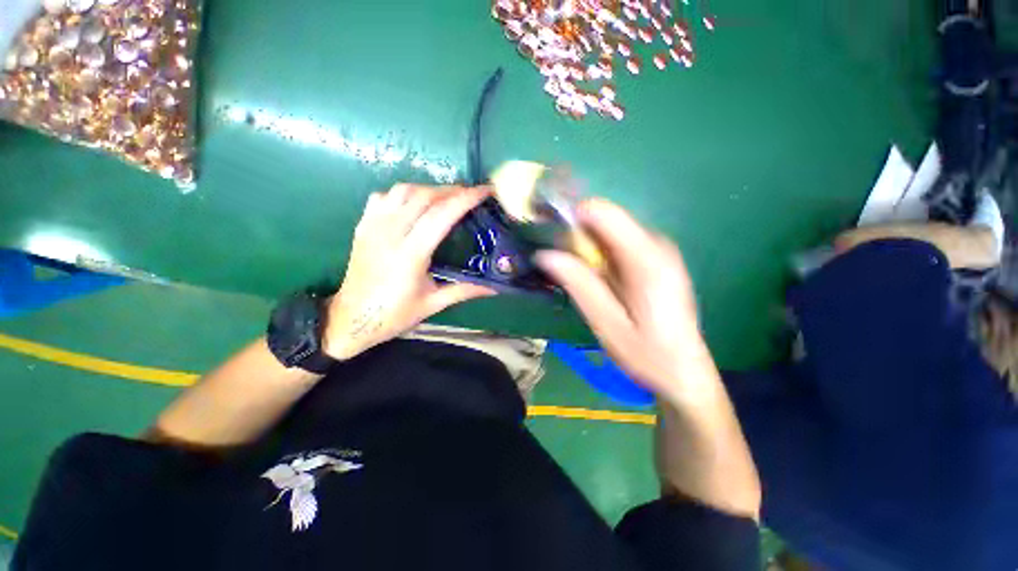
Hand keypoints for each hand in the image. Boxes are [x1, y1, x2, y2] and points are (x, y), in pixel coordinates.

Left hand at [323, 184, 496, 359]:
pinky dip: (404, 194)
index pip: (441, 215)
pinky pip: (384, 196)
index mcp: (410, 254)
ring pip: (403, 191)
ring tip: (446, 197)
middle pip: (424, 196)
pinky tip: (415, 204)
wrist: (350, 318)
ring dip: (429, 189)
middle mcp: (390, 233)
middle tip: (470, 194)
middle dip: (451, 190)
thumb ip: (465, 290)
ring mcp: (373, 226)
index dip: (465, 199)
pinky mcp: (363, 226)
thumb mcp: (433, 304)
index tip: (484, 191)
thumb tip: (495, 287)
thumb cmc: (394, 314)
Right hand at [536, 199, 709, 401]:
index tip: (550, 239)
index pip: (601, 212)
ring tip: (576, 277)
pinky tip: (597, 281)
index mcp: (646, 258)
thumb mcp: (606, 323)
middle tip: (559, 265)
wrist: (684, 372)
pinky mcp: (656, 259)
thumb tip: (545, 254)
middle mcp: (655, 244)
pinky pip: (617, 244)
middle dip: (576, 237)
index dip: (570, 218)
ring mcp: (658, 250)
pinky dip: (599, 255)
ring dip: (586, 248)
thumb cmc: (646, 354)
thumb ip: (578, 284)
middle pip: (604, 220)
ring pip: (608, 232)